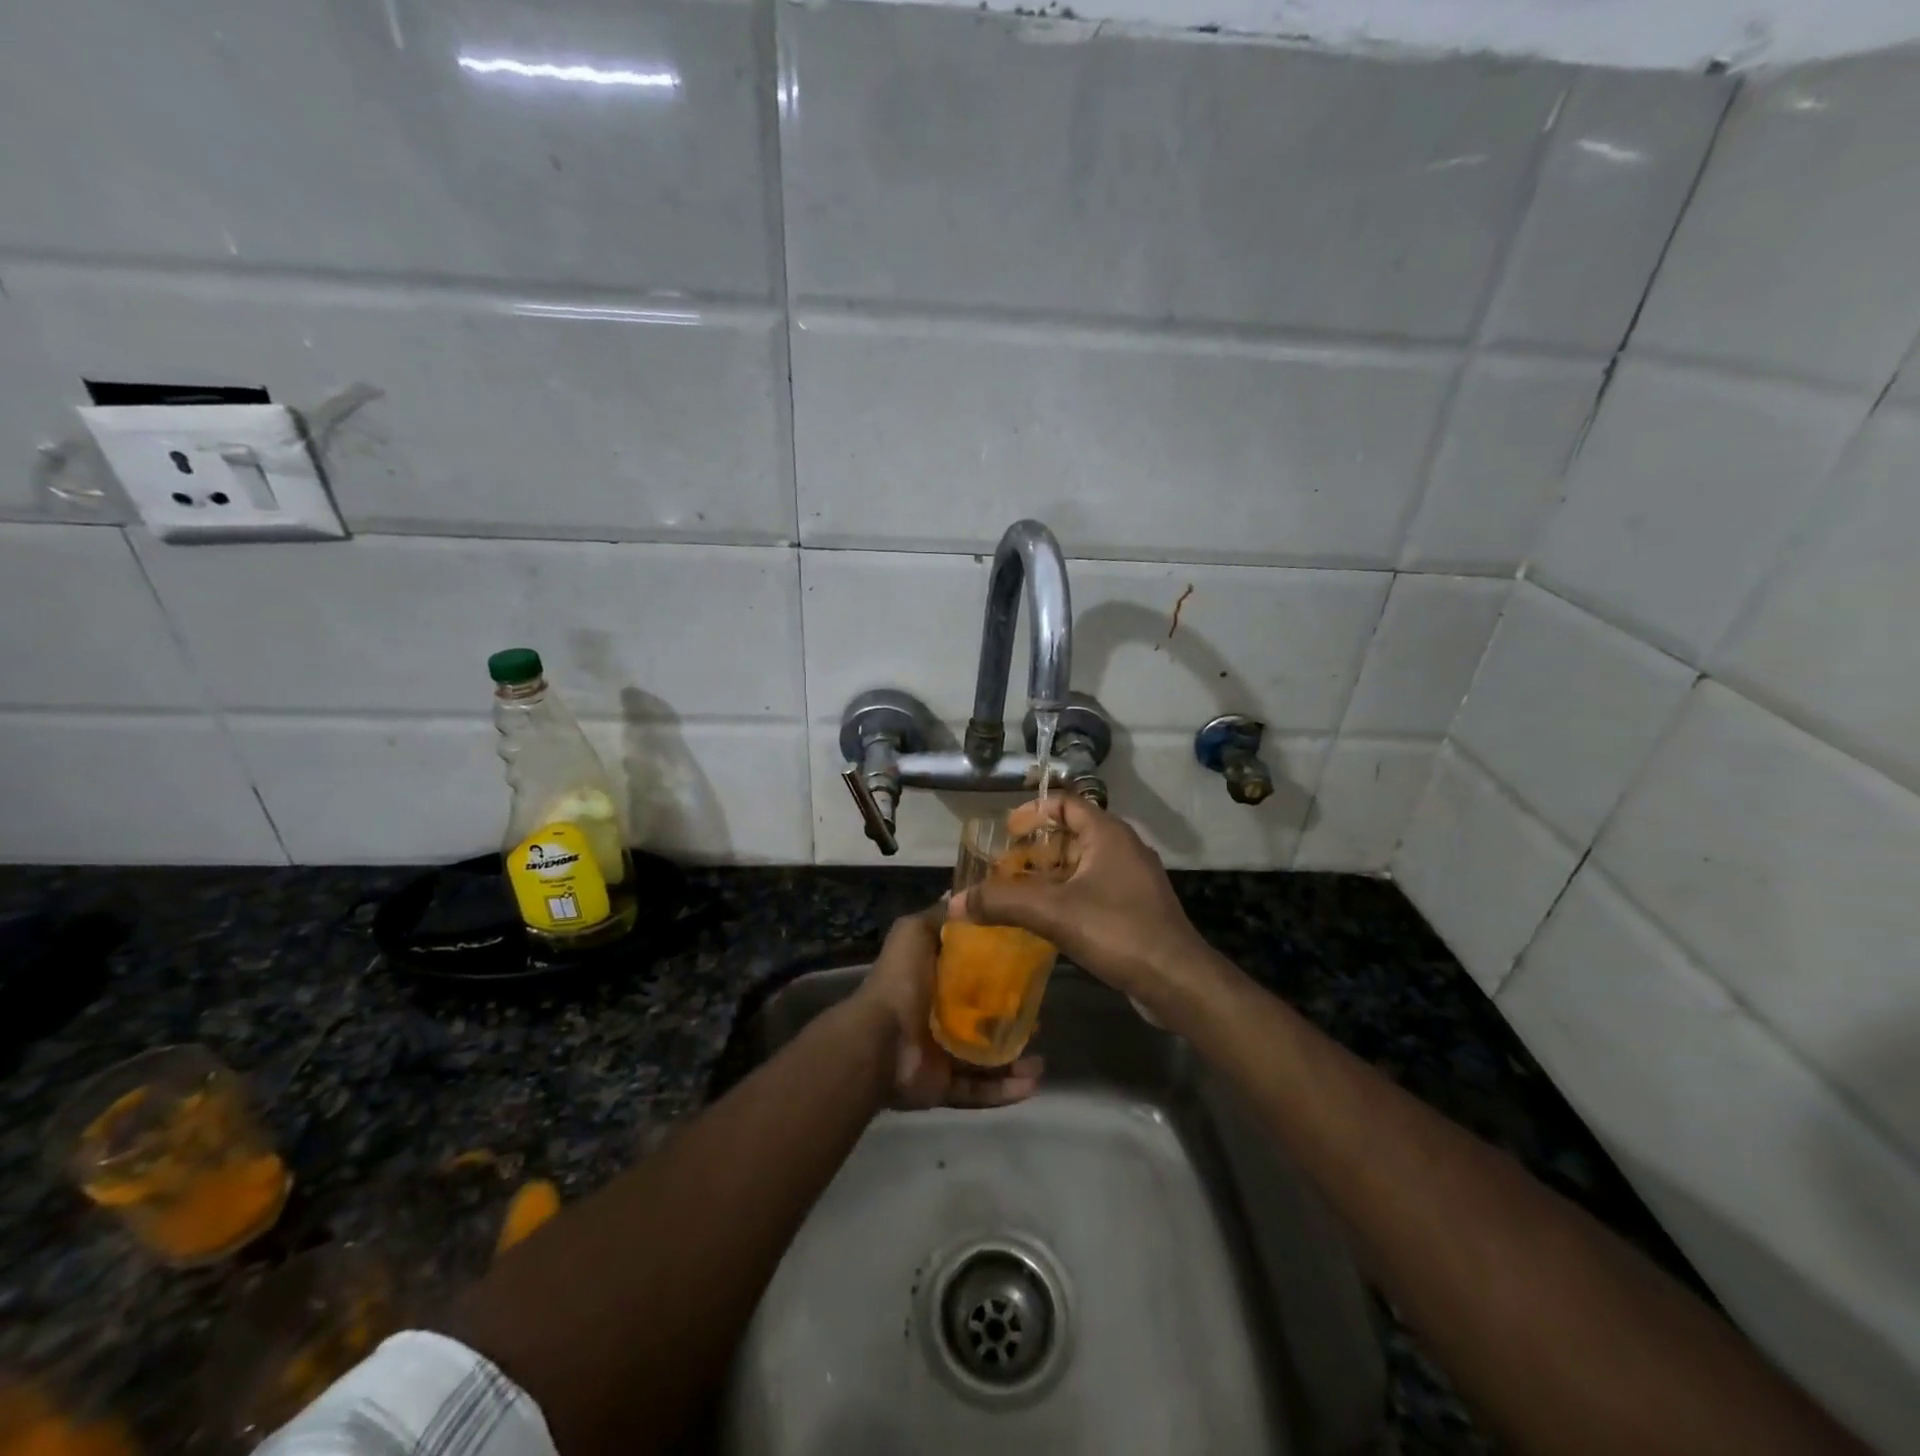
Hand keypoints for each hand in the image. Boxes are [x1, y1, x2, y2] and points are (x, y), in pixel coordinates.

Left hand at [854, 906, 1042, 1110]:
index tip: (1030, 970)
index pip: (973, 975)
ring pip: (987, 1060)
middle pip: (984, 1019)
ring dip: (1016, 1061)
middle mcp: (938, 1017)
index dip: (1000, 973)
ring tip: (1042, 1059)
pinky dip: (1006, 1090)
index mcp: (933, 981)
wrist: (878, 1041)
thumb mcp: (916, 932)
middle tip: (1041, 1018)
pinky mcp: (944, 1086)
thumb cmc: (901, 981)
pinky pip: (980, 1091)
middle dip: (1013, 1021)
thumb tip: (965, 898)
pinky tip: (1033, 1083)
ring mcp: (941, 1055)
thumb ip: (940, 917)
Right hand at [949, 797, 1225, 1021]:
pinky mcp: (1136, 907)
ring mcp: (1132, 879)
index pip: (1065, 803)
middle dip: (1035, 851)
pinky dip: (1067, 896)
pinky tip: (1046, 922)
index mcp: (1107, 833)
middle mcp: (1123, 848)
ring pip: (1081, 865)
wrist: (1176, 981)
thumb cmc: (1117, 931)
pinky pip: (1093, 889)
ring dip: (1049, 877)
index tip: (1006, 834)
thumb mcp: (1053, 912)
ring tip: (1016, 897)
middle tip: (1003, 870)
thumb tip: (953, 902)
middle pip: (1070, 835)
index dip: (1033, 812)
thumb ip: (1001, 902)